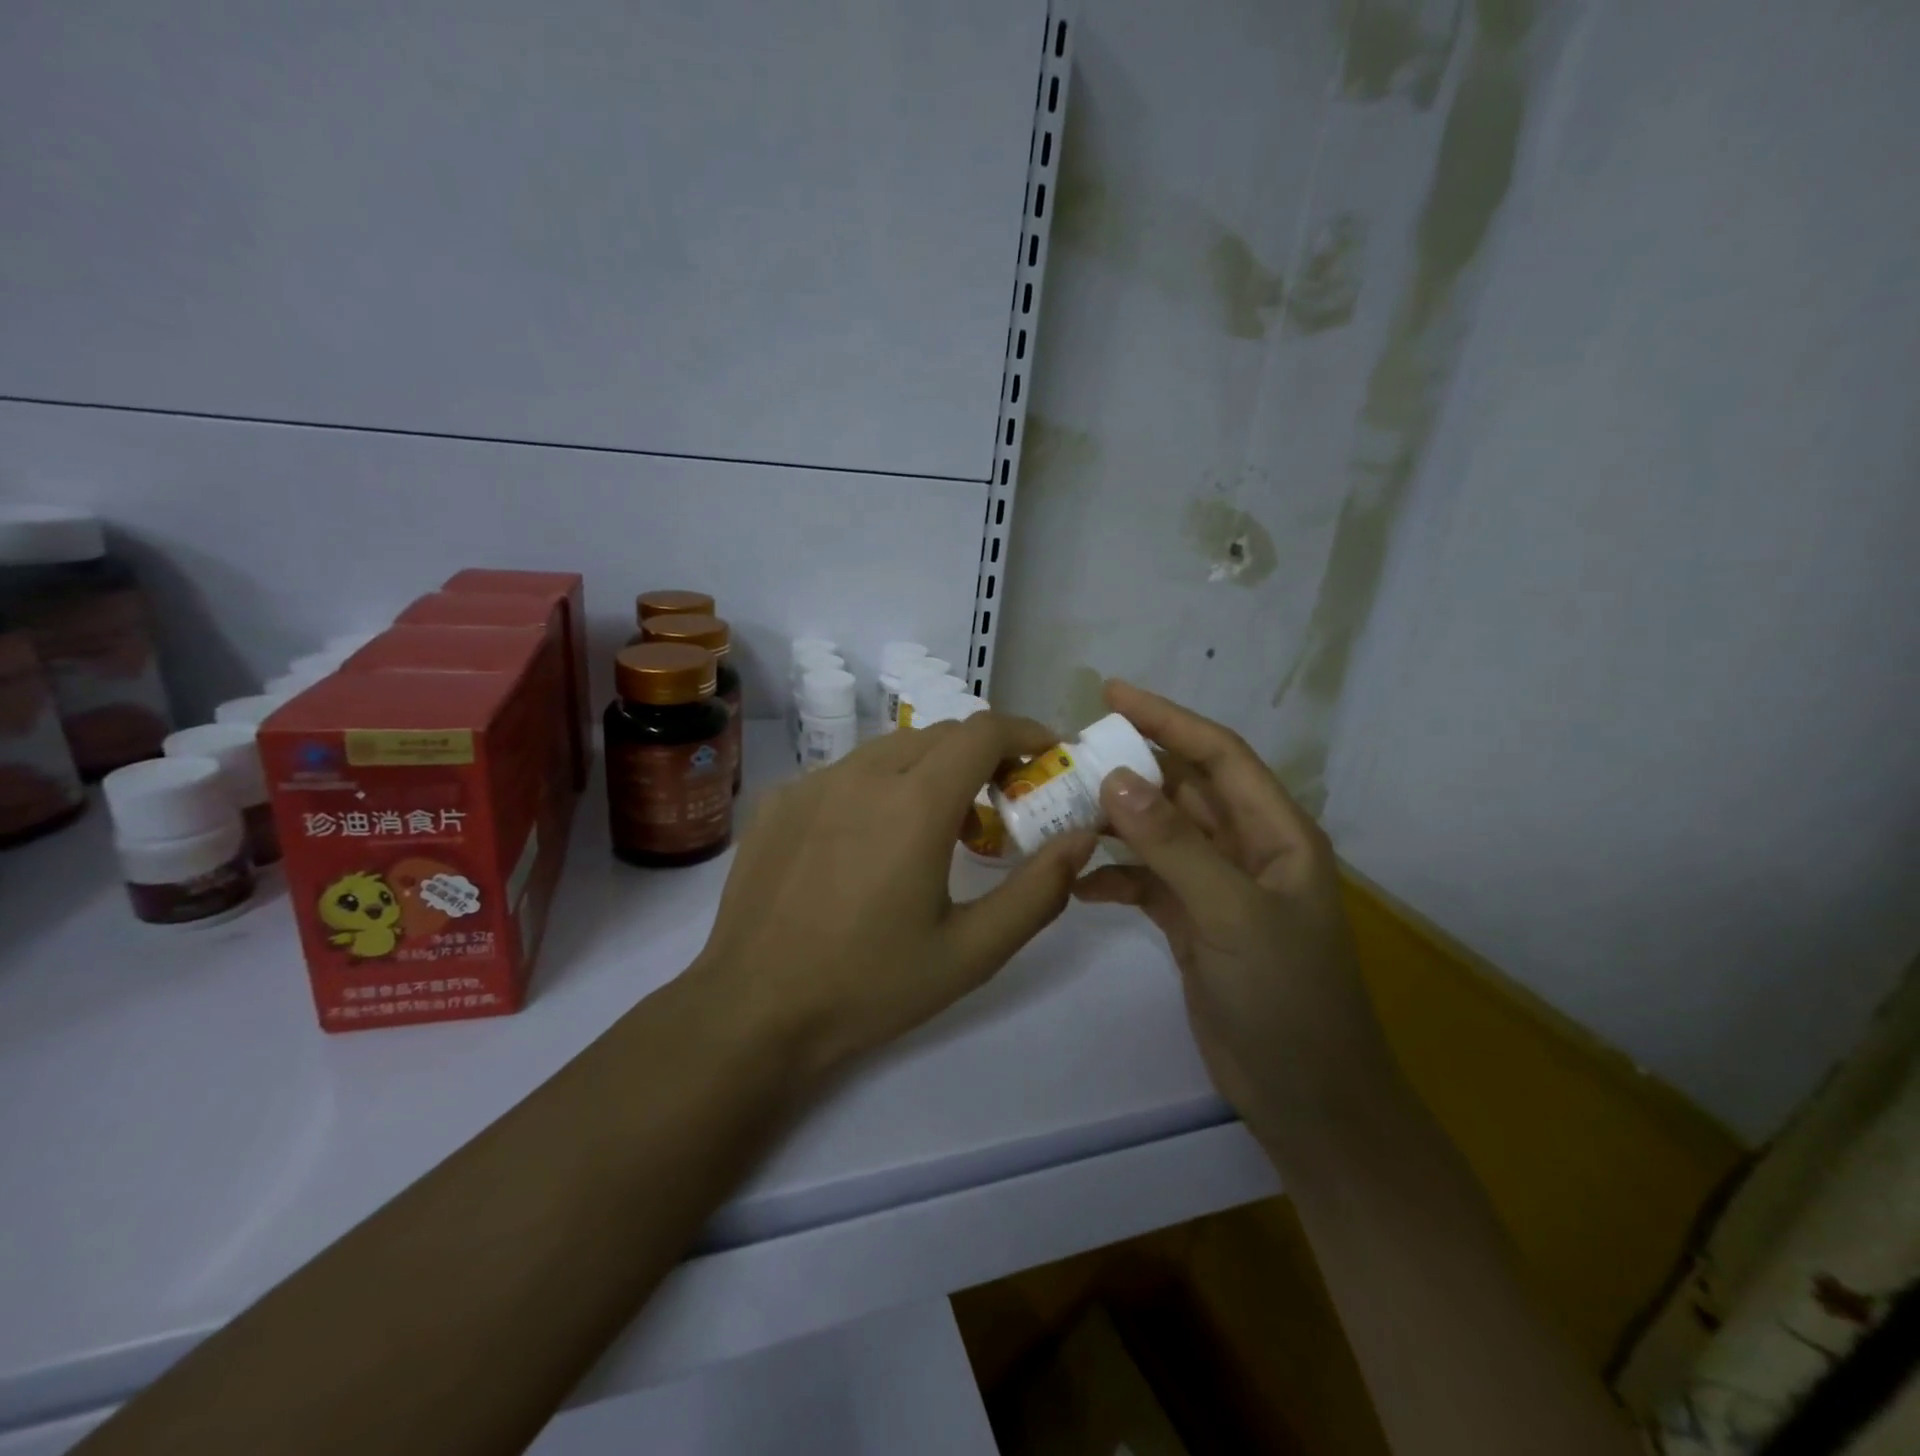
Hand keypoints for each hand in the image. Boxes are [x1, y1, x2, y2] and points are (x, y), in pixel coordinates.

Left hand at [691, 714, 1097, 1081]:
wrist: (754, 1010)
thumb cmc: (871, 986)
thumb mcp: (971, 951)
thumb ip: (1038, 890)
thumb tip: (1082, 838)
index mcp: (916, 803)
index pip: (984, 731)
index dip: (1024, 733)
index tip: (1045, 756)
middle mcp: (863, 774)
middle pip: (940, 735)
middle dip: (982, 756)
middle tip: (1000, 805)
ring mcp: (813, 783)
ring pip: (890, 749)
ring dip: (929, 770)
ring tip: (935, 828)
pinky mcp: (780, 801)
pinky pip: (845, 774)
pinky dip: (877, 787)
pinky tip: (868, 844)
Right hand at [1074, 681, 1391, 1147]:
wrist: (1308, 1100)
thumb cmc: (1287, 999)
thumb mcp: (1232, 914)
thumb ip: (1174, 845)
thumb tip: (1116, 778)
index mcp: (1276, 833)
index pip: (1218, 755)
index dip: (1168, 718)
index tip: (1111, 694)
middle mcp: (1248, 850)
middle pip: (1184, 790)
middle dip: (1131, 768)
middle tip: (1069, 754)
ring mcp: (1219, 888)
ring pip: (1160, 835)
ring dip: (1116, 822)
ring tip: (1062, 809)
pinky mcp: (1194, 924)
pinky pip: (1147, 884)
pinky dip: (1115, 879)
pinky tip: (1078, 885)